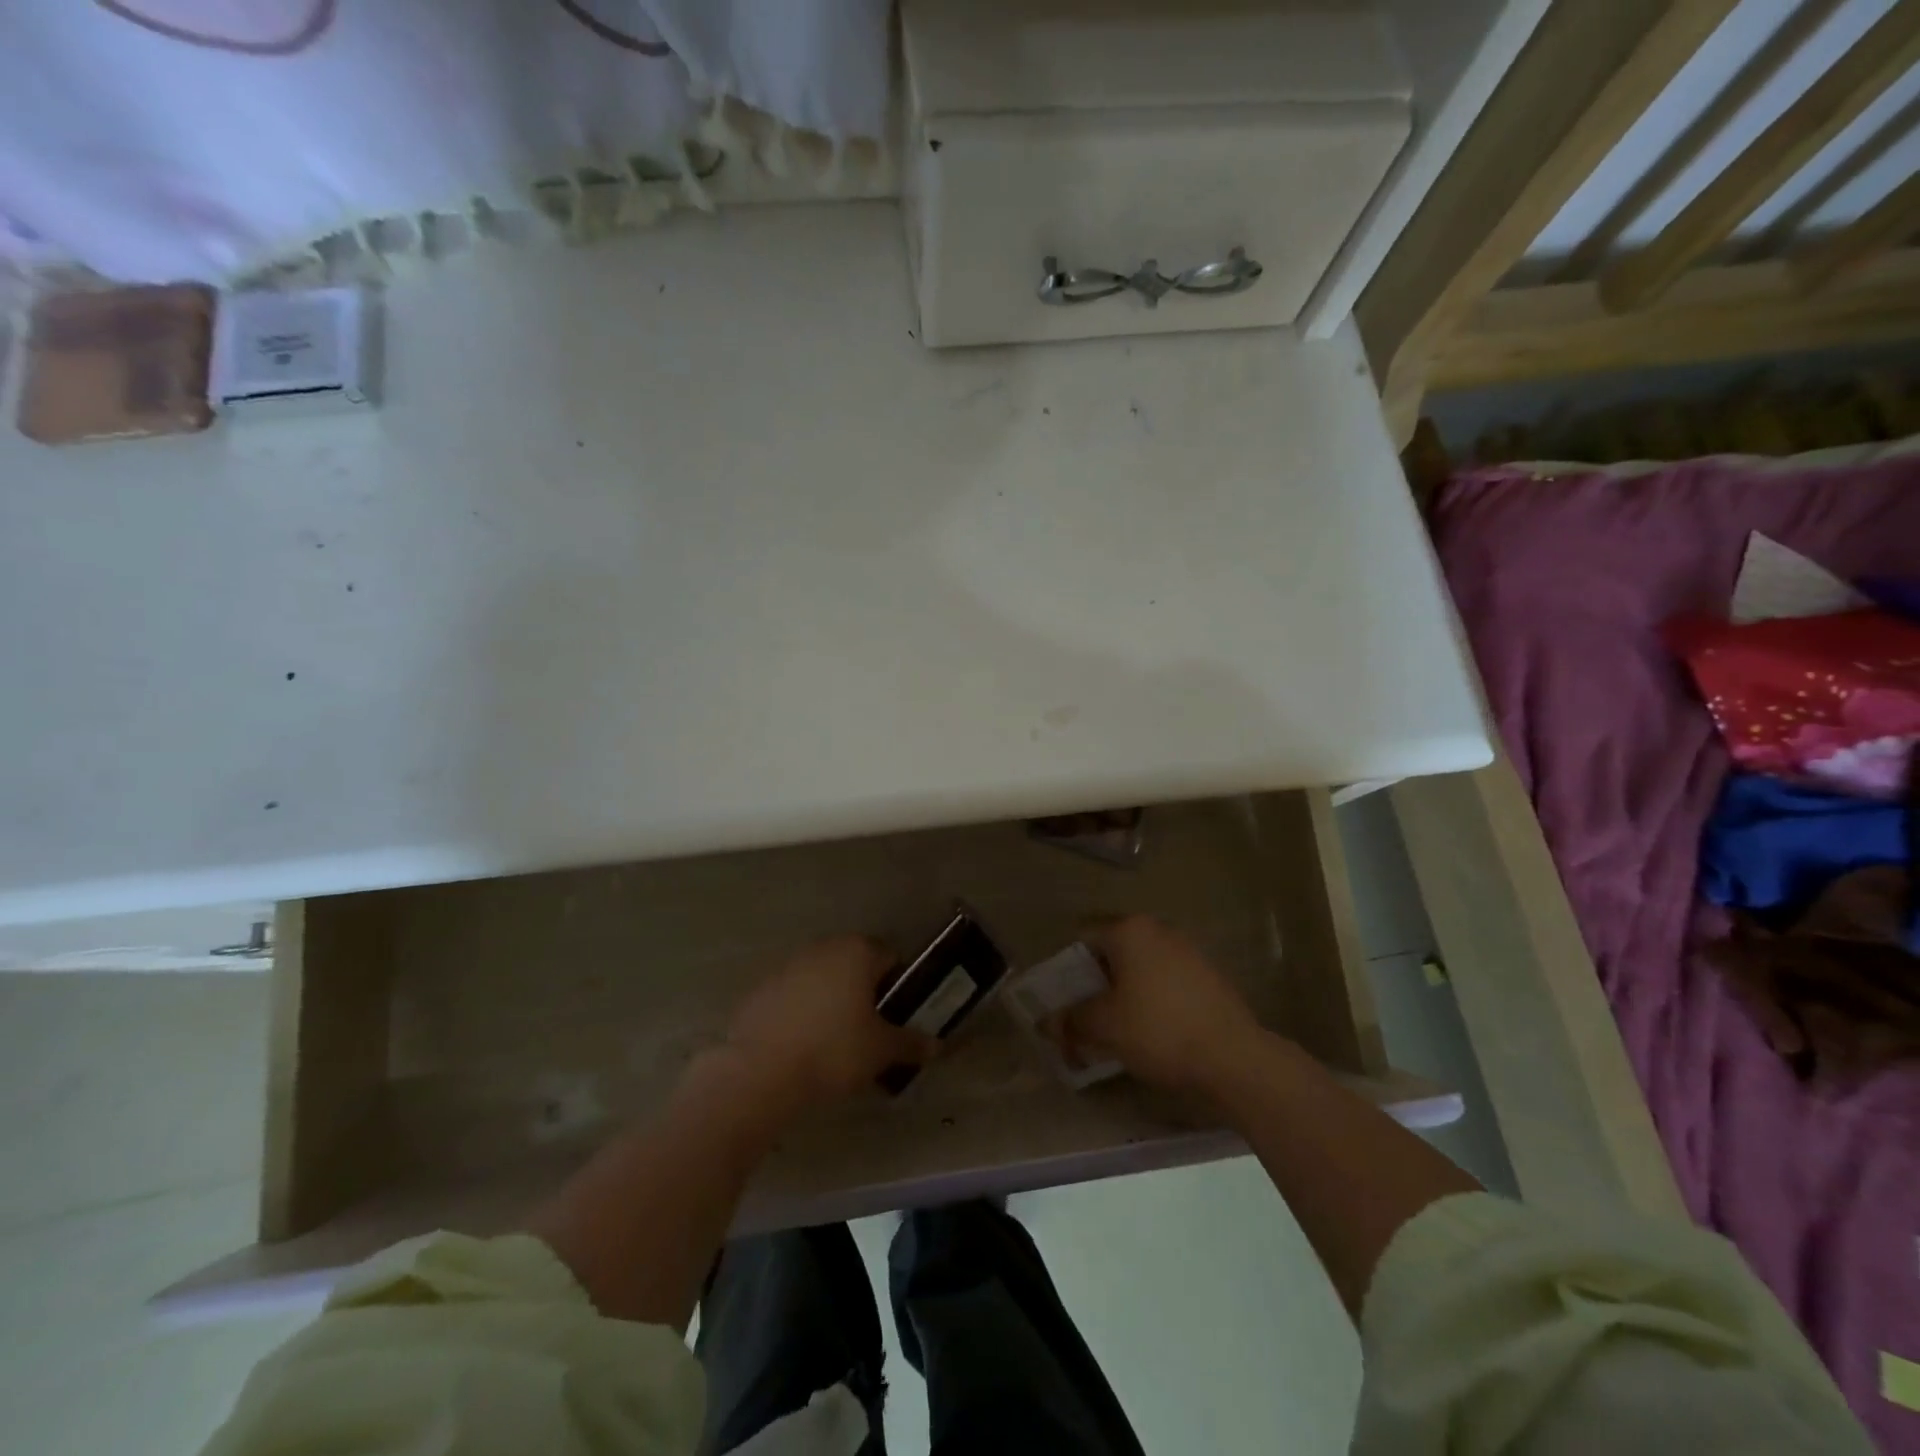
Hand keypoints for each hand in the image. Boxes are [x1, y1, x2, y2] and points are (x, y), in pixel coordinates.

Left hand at [723, 935, 938, 1107]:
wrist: (760, 1072)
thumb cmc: (833, 1050)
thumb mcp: (881, 1051)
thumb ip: (911, 1043)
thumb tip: (936, 1045)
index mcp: (858, 952)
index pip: (890, 957)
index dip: (898, 986)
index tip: (897, 1016)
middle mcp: (824, 948)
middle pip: (855, 964)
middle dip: (864, 992)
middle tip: (870, 1031)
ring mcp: (789, 965)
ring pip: (822, 979)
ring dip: (832, 1000)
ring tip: (834, 1042)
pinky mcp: (762, 988)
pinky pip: (794, 996)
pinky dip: (802, 1012)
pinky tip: (802, 1045)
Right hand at [1051, 915, 1264, 1093]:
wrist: (1233, 1058)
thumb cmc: (1158, 1029)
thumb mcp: (1104, 1026)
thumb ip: (1072, 1019)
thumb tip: (1049, 1022)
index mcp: (1130, 930)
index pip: (1083, 940)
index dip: (1067, 973)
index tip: (1064, 1004)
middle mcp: (1158, 930)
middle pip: (1112, 953)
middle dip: (1095, 985)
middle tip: (1086, 1019)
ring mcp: (1187, 951)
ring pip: (1140, 969)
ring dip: (1123, 994)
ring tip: (1116, 1031)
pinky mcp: (1208, 976)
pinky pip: (1165, 983)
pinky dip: (1151, 1001)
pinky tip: (1151, 1032)